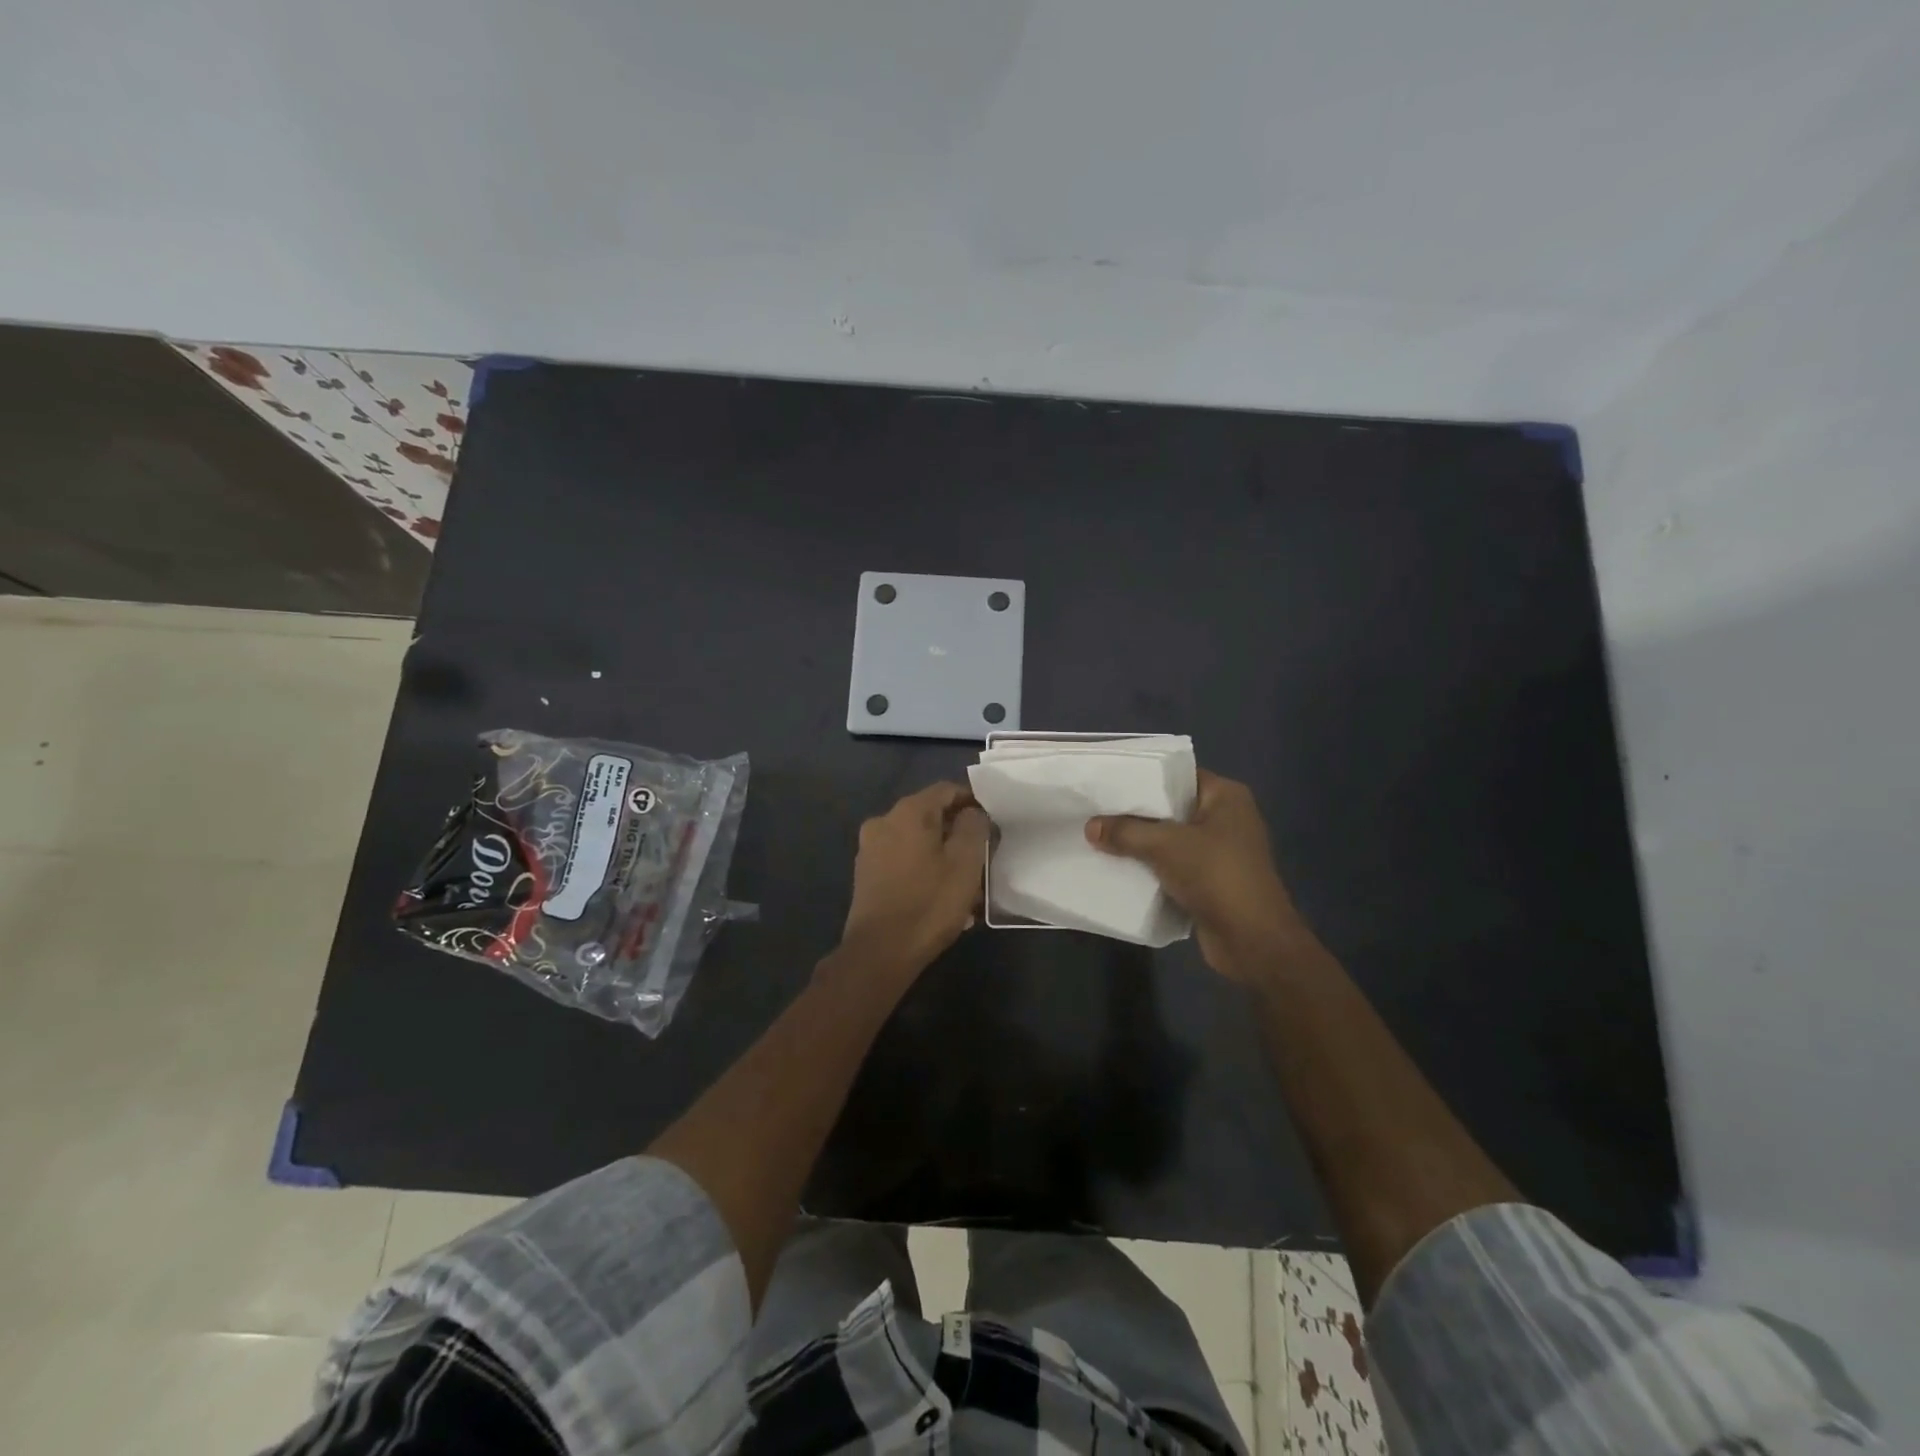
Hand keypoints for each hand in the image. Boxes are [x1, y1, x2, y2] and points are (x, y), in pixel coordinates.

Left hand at [841, 782, 989, 970]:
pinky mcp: (867, 875)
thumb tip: (972, 813)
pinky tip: (940, 897)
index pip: (947, 790)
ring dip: (943, 856)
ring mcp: (870, 849)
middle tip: (982, 857)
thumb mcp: (965, 862)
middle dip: (958, 833)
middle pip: (930, 816)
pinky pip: (903, 861)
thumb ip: (974, 826)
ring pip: (917, 841)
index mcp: (908, 811)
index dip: (973, 802)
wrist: (879, 953)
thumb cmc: (929, 903)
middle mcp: (883, 821)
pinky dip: (924, 870)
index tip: (992, 824)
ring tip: (966, 885)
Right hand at [1086, 770, 1314, 980]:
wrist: (1252, 940)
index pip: (1179, 775)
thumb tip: (1090, 827)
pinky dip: (1152, 868)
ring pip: (1171, 840)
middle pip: (1172, 808)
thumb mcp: (1165, 846)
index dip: (1144, 778)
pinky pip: (1175, 866)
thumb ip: (1126, 831)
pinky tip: (1120, 868)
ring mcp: (1221, 852)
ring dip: (1142, 844)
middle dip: (1137, 813)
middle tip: (1097, 810)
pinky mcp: (1212, 882)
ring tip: (1100, 837)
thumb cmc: (1216, 876)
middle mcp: (1227, 819)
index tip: (1109, 782)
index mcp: (1226, 796)